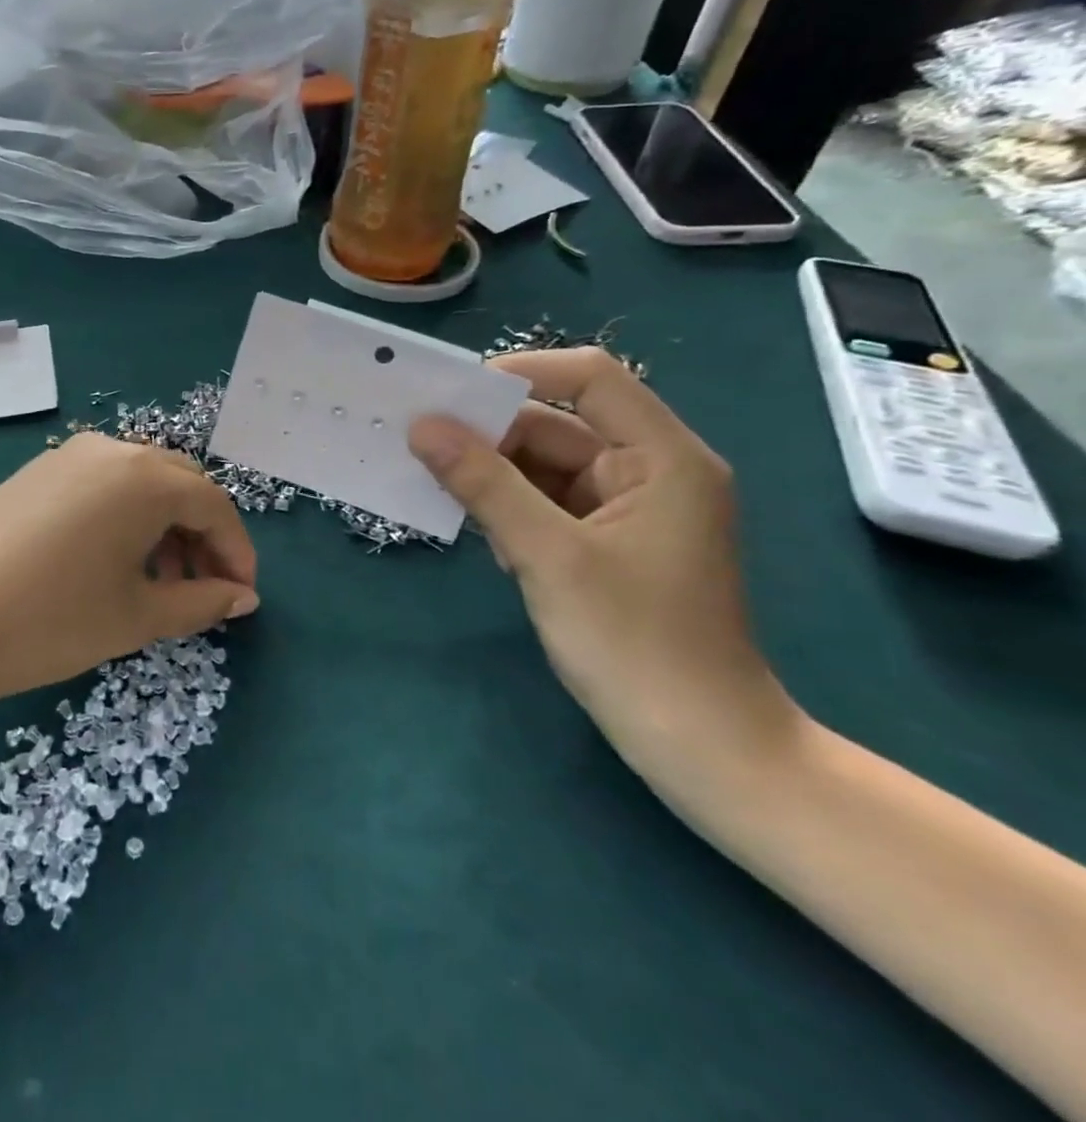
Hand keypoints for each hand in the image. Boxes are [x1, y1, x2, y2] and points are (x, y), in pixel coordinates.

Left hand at [0, 433, 258, 716]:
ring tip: (159, 583)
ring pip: (137, 483)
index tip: (241, 597)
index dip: (237, 552)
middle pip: (178, 485)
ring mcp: (66, 457)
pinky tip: (110, 562)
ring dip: (162, 526)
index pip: (214, 505)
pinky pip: (100, 486)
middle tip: (203, 590)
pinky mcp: (34, 473)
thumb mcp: (136, 617)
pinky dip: (123, 518)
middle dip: (201, 536)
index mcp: (144, 477)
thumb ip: (201, 603)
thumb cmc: (50, 620)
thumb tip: (242, 597)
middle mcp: (109, 451)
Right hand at [408, 348, 800, 790]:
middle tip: (420, 443)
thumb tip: (422, 426)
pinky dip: (510, 509)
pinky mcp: (608, 543)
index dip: (521, 373)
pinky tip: (484, 535)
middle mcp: (650, 471)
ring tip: (441, 491)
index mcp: (662, 458)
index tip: (450, 395)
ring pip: (545, 466)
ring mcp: (629, 510)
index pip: (590, 378)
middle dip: (491, 434)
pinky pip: (547, 503)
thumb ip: (484, 484)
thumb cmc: (635, 645)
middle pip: (558, 424)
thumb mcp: (548, 557)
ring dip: (494, 477)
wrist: (701, 748)